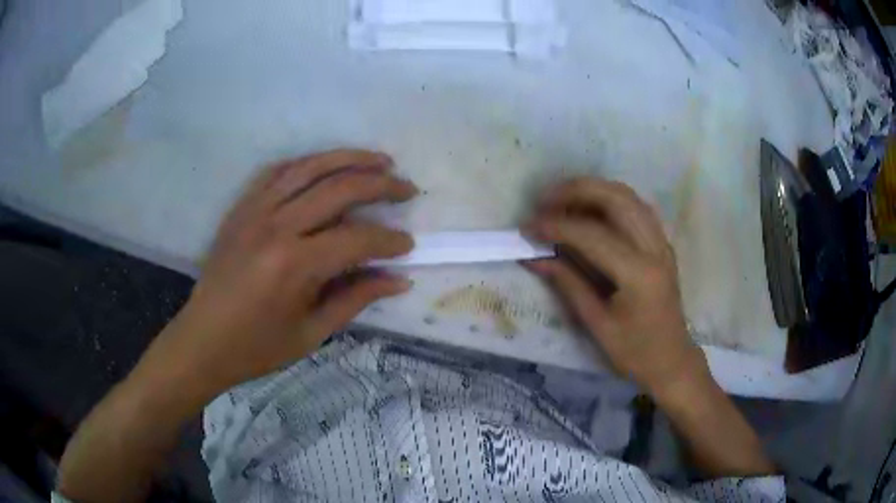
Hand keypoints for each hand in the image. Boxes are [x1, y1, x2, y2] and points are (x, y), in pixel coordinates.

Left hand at [152, 149, 416, 395]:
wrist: (202, 340)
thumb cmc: (256, 347)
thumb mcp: (312, 333)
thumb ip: (356, 299)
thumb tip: (399, 279)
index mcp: (294, 265)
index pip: (356, 239)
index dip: (389, 241)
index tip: (408, 246)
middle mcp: (276, 227)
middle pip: (338, 189)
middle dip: (381, 185)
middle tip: (407, 189)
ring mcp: (255, 211)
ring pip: (309, 167)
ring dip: (349, 158)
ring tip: (380, 159)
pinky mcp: (241, 207)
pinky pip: (277, 171)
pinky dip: (307, 163)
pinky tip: (326, 165)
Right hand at [524, 178, 705, 394]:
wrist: (671, 360)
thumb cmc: (634, 352)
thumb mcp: (597, 324)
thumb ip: (568, 284)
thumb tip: (534, 257)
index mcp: (638, 274)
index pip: (593, 235)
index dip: (556, 226)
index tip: (527, 227)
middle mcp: (654, 248)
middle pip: (616, 198)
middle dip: (576, 191)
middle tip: (544, 200)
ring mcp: (662, 242)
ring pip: (628, 196)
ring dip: (592, 189)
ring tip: (562, 200)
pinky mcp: (662, 244)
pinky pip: (636, 207)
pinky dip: (609, 199)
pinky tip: (590, 209)